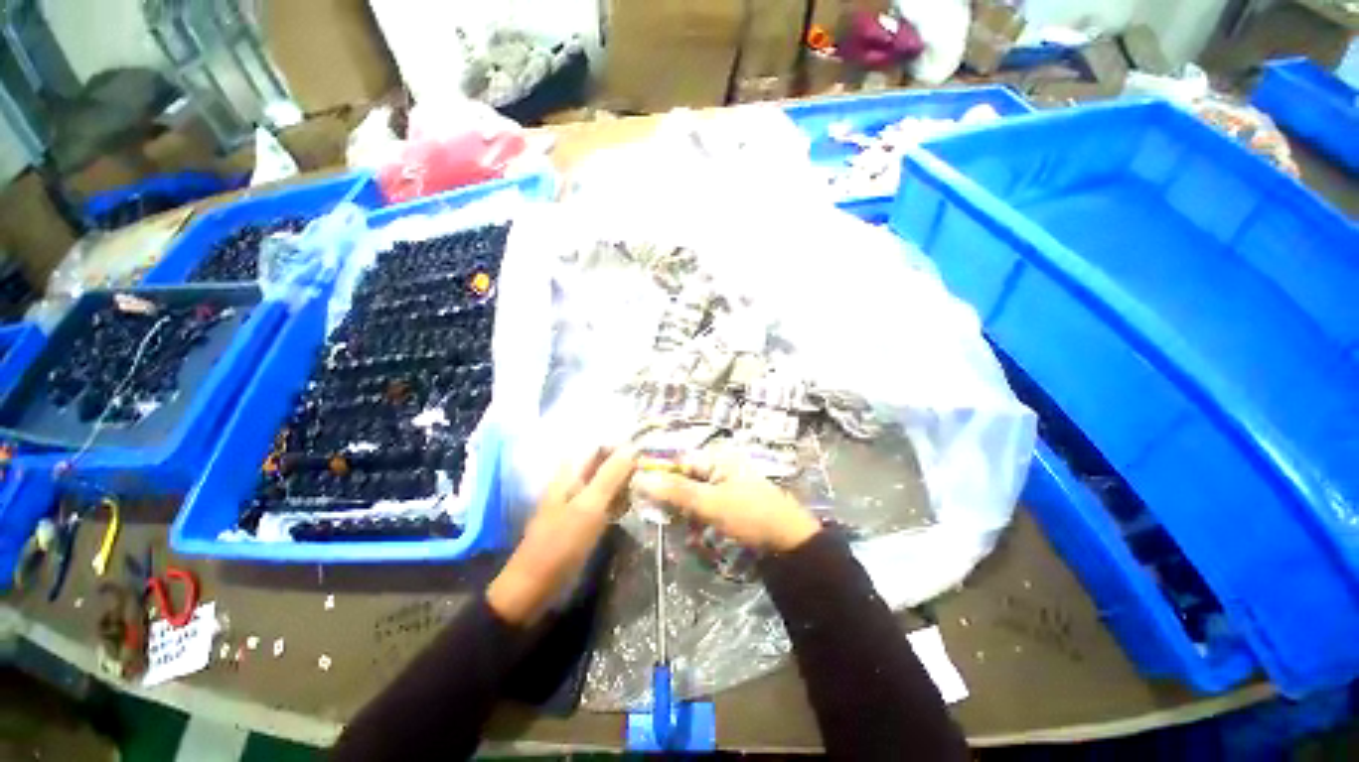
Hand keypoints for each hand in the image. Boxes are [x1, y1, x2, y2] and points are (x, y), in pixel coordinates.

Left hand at [487, 445, 635, 625]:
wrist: (534, 587)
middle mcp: (574, 481)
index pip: (600, 446)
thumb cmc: (561, 543)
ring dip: (625, 483)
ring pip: (606, 482)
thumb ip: (610, 476)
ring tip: (647, 488)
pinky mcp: (582, 518)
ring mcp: (578, 500)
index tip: (647, 453)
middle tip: (652, 473)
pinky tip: (632, 506)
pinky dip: (619, 500)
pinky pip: (605, 501)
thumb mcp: (589, 507)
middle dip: (626, 465)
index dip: (622, 446)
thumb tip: (632, 448)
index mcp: (571, 472)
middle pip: (604, 463)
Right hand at [633, 451, 820, 551]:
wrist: (791, 542)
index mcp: (716, 459)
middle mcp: (719, 467)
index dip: (660, 478)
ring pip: (693, 497)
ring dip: (687, 516)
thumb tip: (640, 478)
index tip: (644, 498)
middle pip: (684, 480)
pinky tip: (700, 539)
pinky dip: (700, 522)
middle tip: (671, 522)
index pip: (678, 462)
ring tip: (691, 535)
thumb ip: (676, 491)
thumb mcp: (711, 503)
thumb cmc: (751, 516)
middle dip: (675, 502)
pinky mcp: (729, 504)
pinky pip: (705, 508)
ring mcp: (725, 486)